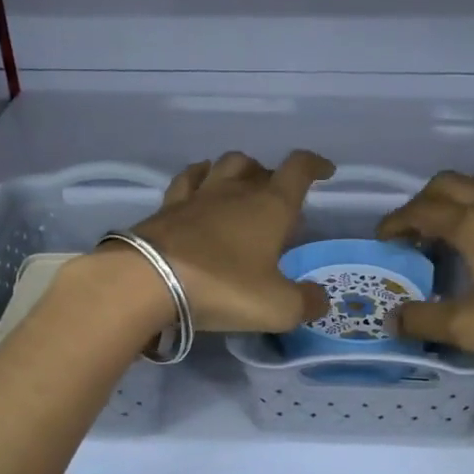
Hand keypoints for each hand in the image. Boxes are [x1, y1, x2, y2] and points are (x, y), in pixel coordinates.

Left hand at [120, 150, 334, 331]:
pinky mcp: (166, 208)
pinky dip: (198, 179)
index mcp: (270, 206)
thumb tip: (319, 300)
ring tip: (240, 187)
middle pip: (256, 166)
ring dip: (236, 171)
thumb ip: (305, 303)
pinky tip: (198, 187)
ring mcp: (197, 196)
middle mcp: (235, 191)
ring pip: (222, 165)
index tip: (325, 171)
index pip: (298, 169)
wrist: (148, 281)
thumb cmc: (223, 287)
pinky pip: (187, 180)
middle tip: (275, 199)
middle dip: (270, 176)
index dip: (315, 165)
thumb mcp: (277, 307)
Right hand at [376, 172, 473, 355]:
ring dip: (460, 193)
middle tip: (414, 228)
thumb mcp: (471, 327)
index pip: (420, 211)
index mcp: (470, 225)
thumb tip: (393, 319)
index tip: (383, 238)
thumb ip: (425, 320)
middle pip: (448, 184)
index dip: (396, 222)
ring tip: (456, 218)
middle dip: (423, 200)